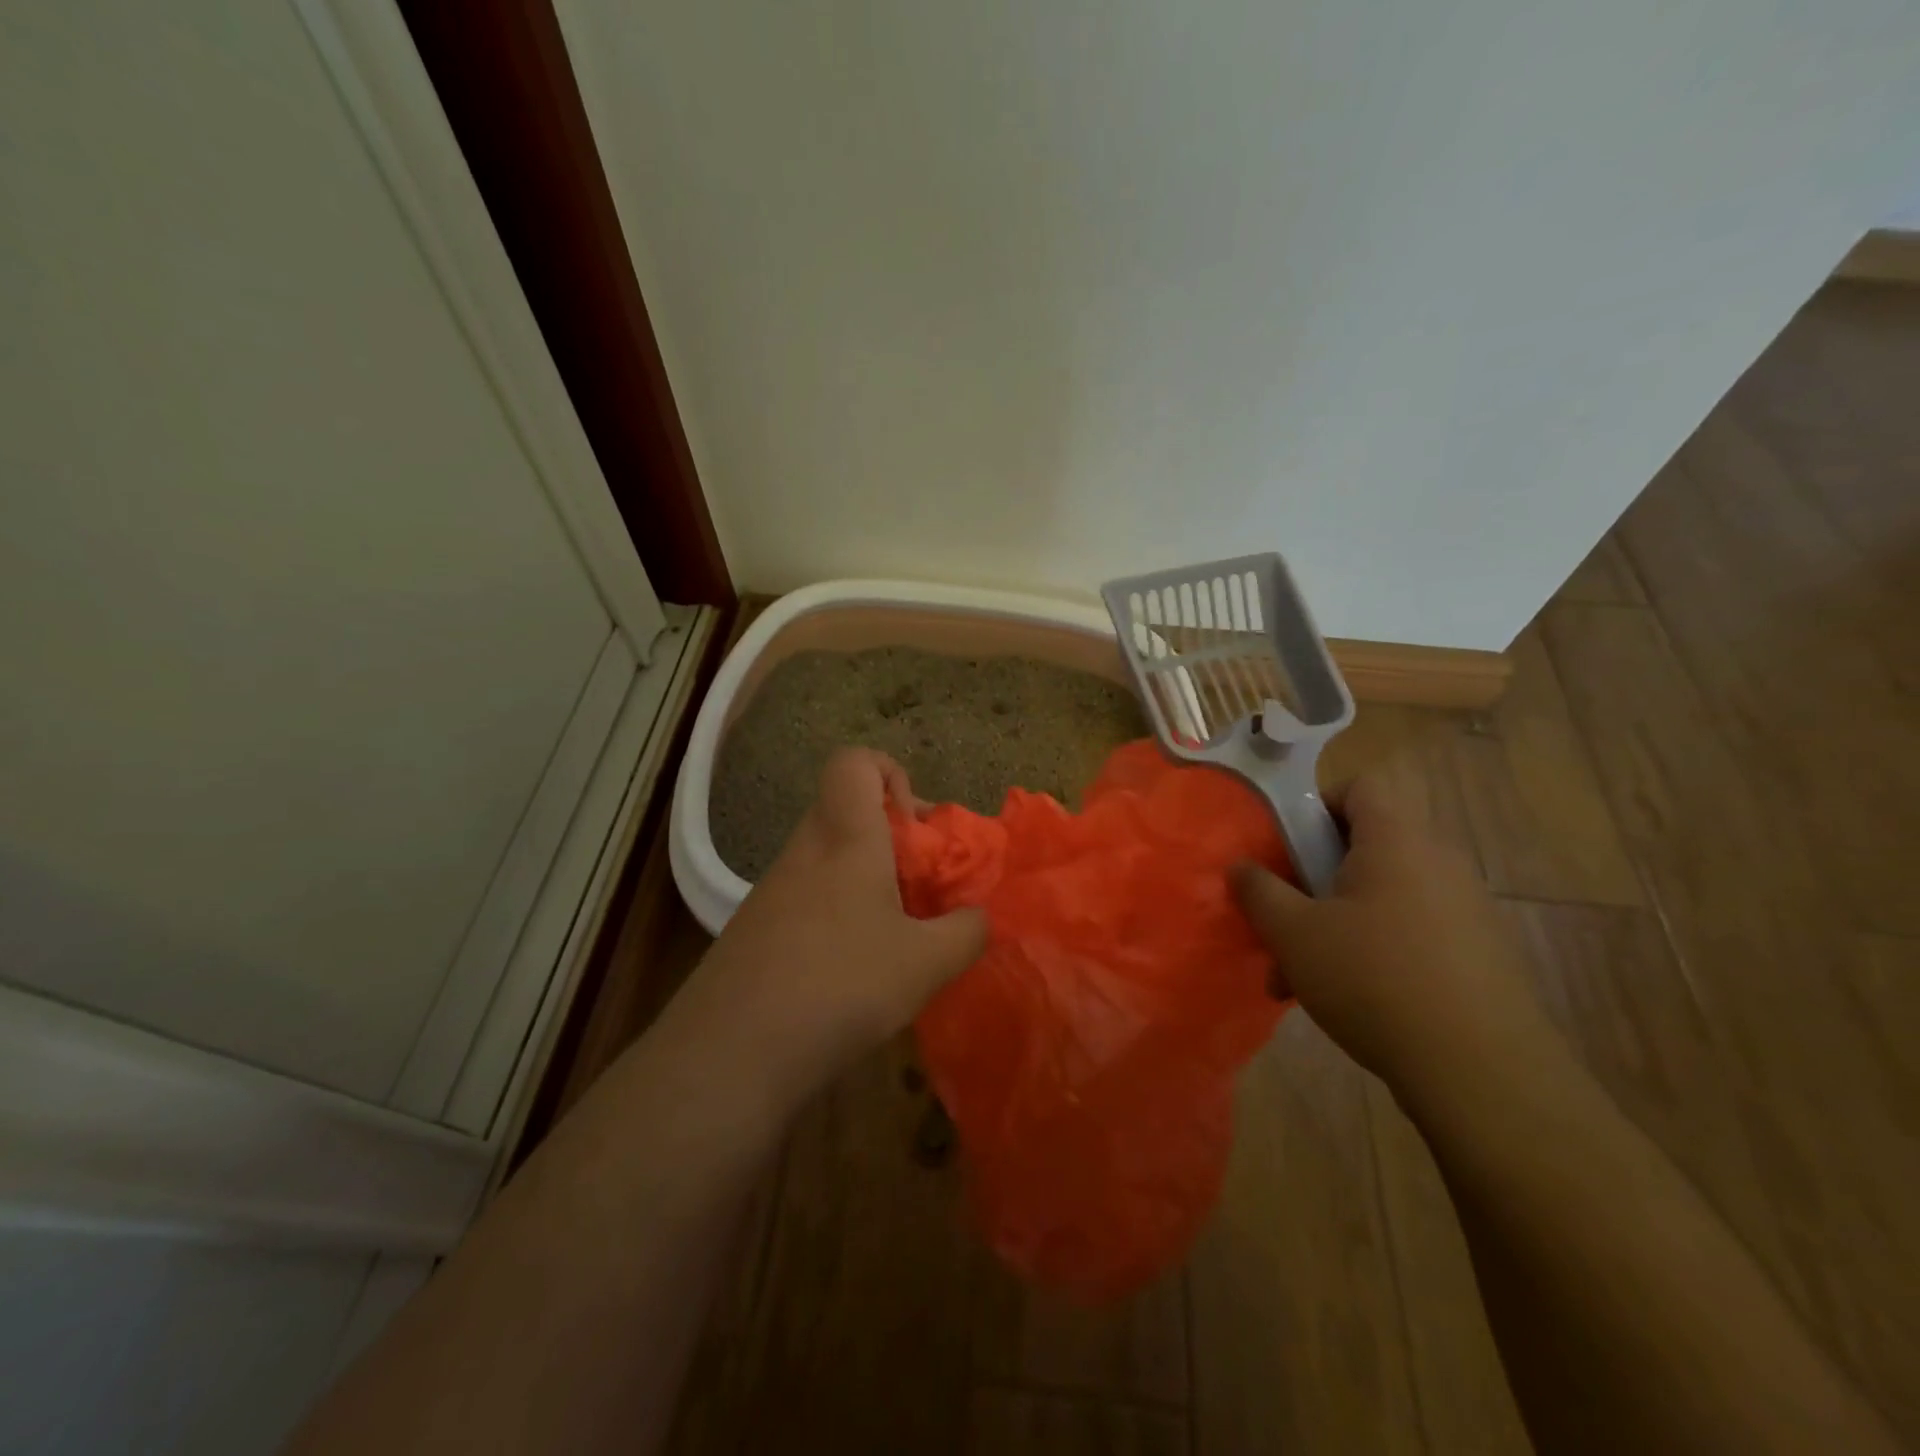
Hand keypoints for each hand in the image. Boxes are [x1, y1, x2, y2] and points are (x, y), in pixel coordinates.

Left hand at [696, 748, 987, 1090]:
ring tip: (897, 937)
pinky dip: (838, 916)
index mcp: (845, 837)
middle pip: (845, 812)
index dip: (890, 774)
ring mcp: (772, 891)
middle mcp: (804, 851)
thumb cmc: (840, 984)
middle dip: (893, 839)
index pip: (854, 762)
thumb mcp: (927, 962)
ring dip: (868, 882)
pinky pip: (807, 900)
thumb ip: (967, 932)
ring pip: (827, 860)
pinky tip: (855, 973)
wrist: (729, 1054)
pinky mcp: (755, 931)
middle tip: (922, 887)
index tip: (915, 826)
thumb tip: (978, 918)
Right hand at [1230, 772, 1560, 1107]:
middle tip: (1284, 920)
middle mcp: (1438, 863)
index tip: (1287, 848)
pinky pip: (1412, 932)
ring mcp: (1466, 910)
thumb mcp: (1294, 933)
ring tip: (1301, 977)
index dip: (1317, 805)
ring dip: (1336, 924)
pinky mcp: (1480, 955)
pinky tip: (1348, 1001)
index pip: (1359, 788)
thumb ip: (1259, 891)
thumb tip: (1240, 866)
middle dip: (1315, 880)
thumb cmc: (1373, 979)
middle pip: (1365, 847)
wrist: (1480, 1072)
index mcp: (1396, 841)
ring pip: (1383, 897)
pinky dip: (1374, 951)